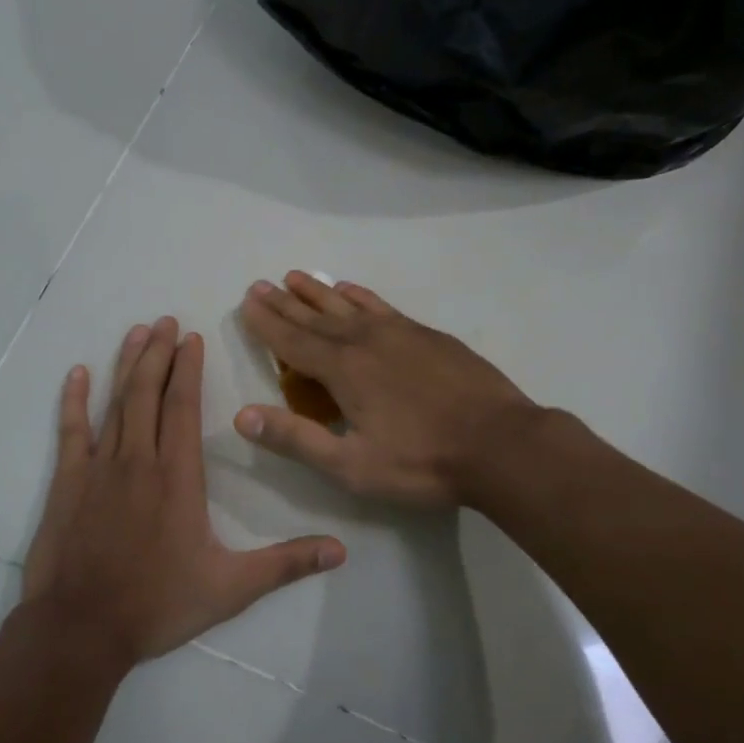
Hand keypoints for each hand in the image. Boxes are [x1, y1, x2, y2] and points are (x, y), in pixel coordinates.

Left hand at [22, 316, 346, 662]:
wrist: (80, 630)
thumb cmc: (157, 605)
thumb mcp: (231, 588)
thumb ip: (285, 564)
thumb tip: (340, 550)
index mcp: (177, 477)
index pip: (183, 407)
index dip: (188, 369)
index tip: (192, 338)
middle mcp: (138, 460)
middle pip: (148, 393)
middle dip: (159, 353)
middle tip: (165, 320)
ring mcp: (98, 469)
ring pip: (115, 403)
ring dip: (127, 365)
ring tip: (137, 332)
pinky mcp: (67, 483)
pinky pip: (71, 431)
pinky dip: (74, 400)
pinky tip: (77, 373)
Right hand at [235, 273, 539, 508]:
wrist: (501, 444)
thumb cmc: (422, 462)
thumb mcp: (352, 465)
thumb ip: (296, 439)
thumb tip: (242, 416)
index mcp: (343, 370)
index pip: (292, 341)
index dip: (266, 323)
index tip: (246, 303)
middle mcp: (366, 341)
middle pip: (315, 318)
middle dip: (285, 303)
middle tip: (261, 284)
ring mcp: (401, 333)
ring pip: (348, 306)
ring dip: (318, 293)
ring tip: (296, 277)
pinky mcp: (428, 335)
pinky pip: (382, 307)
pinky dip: (361, 296)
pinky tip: (351, 291)